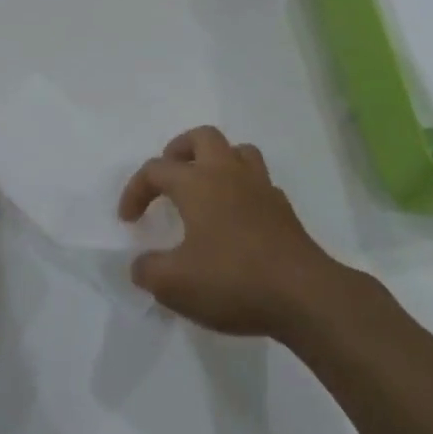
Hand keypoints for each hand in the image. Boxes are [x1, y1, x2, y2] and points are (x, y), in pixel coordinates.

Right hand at [119, 127, 335, 338]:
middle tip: (169, 177)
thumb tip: (141, 265)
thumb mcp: (175, 285)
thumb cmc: (233, 281)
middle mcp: (228, 173)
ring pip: (238, 151)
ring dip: (216, 161)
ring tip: (204, 188)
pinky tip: (236, 217)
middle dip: (179, 150)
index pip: (156, 170)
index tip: (128, 220)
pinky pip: (259, 182)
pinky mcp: (283, 209)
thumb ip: (149, 271)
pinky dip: (242, 190)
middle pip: (202, 137)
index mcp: (197, 183)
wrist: (304, 296)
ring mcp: (260, 188)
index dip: (135, 190)